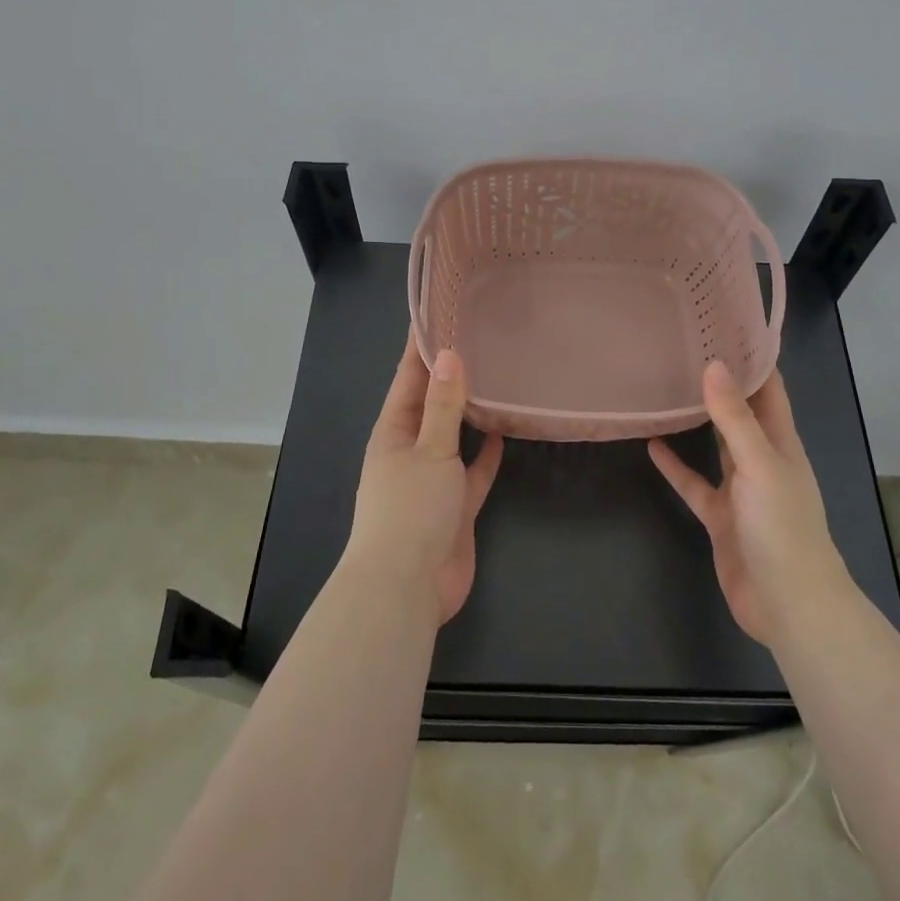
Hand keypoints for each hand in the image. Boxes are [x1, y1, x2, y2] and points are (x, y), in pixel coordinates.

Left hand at [343, 340, 504, 624]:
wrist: (407, 589)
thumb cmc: (410, 509)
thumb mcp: (429, 450)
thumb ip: (443, 405)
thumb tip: (449, 353)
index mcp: (393, 431)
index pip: (407, 377)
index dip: (420, 345)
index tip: (437, 311)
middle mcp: (410, 449)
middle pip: (431, 402)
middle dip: (449, 373)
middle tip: (479, 337)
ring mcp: (432, 478)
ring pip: (454, 435)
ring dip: (470, 411)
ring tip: (496, 376)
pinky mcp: (455, 504)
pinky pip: (473, 470)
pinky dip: (487, 453)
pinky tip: (506, 431)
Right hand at [649, 361, 848, 647]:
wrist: (788, 605)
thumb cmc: (783, 528)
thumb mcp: (760, 465)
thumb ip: (735, 418)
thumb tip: (714, 365)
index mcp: (781, 444)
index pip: (770, 390)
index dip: (753, 359)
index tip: (725, 326)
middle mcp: (762, 460)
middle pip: (742, 413)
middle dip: (723, 384)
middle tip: (689, 348)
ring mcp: (741, 490)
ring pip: (717, 445)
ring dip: (698, 420)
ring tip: (669, 387)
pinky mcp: (720, 517)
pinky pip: (695, 483)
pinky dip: (676, 466)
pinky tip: (652, 445)